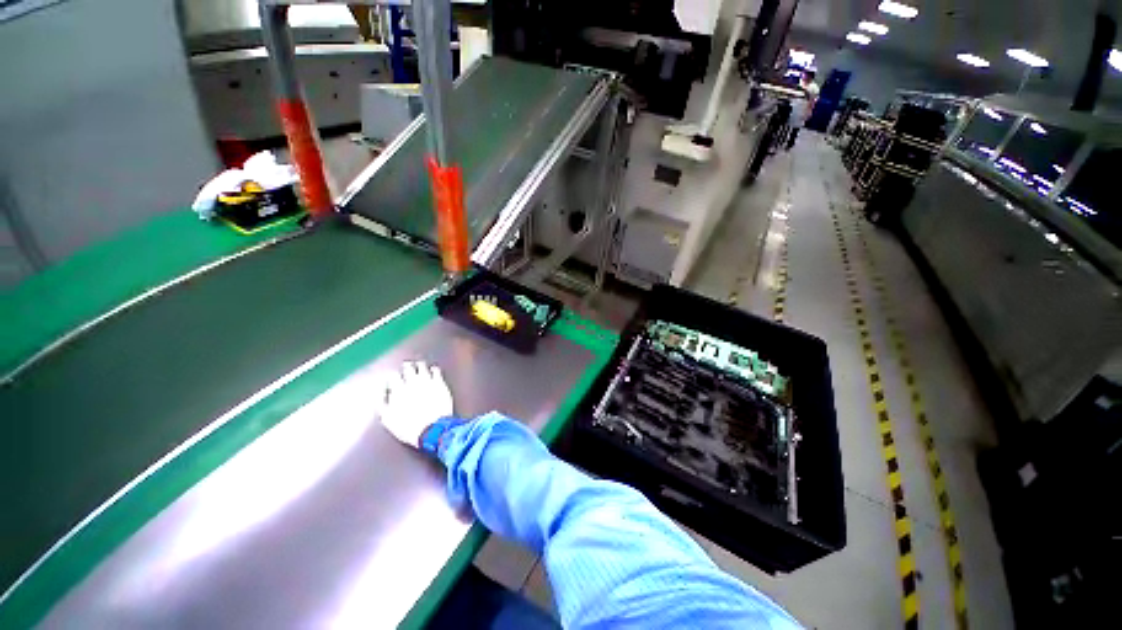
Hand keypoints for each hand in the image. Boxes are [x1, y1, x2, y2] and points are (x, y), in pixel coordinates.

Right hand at [378, 361, 454, 447]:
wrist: (433, 429)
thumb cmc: (409, 427)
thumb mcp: (388, 419)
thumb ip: (382, 404)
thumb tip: (381, 394)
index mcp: (398, 391)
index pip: (393, 377)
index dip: (393, 376)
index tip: (393, 376)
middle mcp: (412, 384)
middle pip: (408, 369)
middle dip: (406, 367)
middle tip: (406, 365)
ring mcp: (427, 382)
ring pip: (422, 368)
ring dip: (419, 366)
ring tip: (419, 365)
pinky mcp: (440, 384)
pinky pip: (436, 372)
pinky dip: (434, 369)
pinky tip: (433, 369)